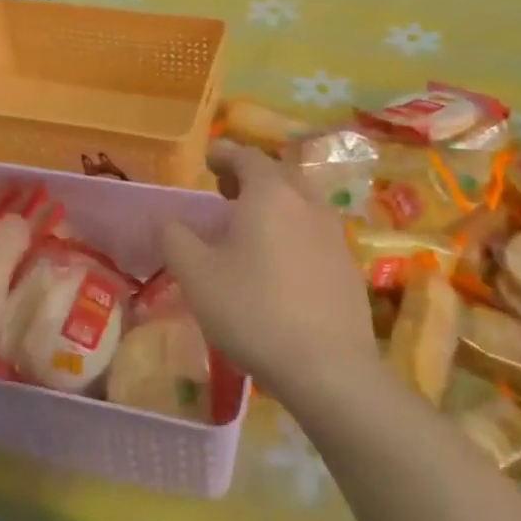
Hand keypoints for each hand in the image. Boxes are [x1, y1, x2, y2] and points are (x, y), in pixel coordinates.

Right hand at [162, 142, 376, 410]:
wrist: (328, 366)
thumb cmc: (253, 310)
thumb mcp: (196, 275)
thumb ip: (177, 239)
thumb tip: (172, 223)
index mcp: (270, 194)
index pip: (246, 156)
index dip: (225, 154)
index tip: (209, 159)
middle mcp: (307, 202)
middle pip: (279, 174)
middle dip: (251, 176)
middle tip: (226, 192)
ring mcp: (334, 234)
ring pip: (301, 203)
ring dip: (275, 204)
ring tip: (251, 228)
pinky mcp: (348, 266)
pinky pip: (315, 233)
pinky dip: (293, 232)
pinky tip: (280, 264)